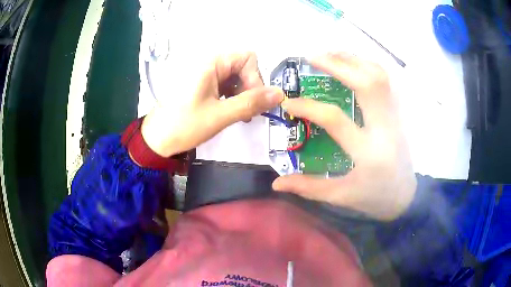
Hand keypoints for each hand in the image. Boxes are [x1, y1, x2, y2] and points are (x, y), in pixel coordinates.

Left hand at [141, 52, 283, 156]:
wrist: (156, 139)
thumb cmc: (183, 125)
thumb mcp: (219, 115)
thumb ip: (251, 103)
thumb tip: (280, 94)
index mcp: (211, 63)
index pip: (248, 58)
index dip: (255, 78)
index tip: (252, 101)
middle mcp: (209, 63)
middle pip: (243, 67)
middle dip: (250, 88)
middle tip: (247, 112)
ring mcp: (205, 74)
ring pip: (236, 77)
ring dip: (243, 95)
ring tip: (240, 116)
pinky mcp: (202, 85)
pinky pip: (225, 85)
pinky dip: (233, 98)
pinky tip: (230, 112)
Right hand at [272, 53, 416, 220]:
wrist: (407, 196)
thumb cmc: (374, 197)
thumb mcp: (341, 196)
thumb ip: (308, 187)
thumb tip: (276, 183)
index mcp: (367, 152)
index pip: (335, 119)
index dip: (308, 107)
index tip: (289, 102)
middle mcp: (384, 128)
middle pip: (365, 83)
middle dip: (337, 65)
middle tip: (312, 58)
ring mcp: (394, 117)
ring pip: (379, 77)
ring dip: (354, 60)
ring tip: (332, 55)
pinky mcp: (398, 113)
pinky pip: (386, 81)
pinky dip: (369, 66)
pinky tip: (354, 65)